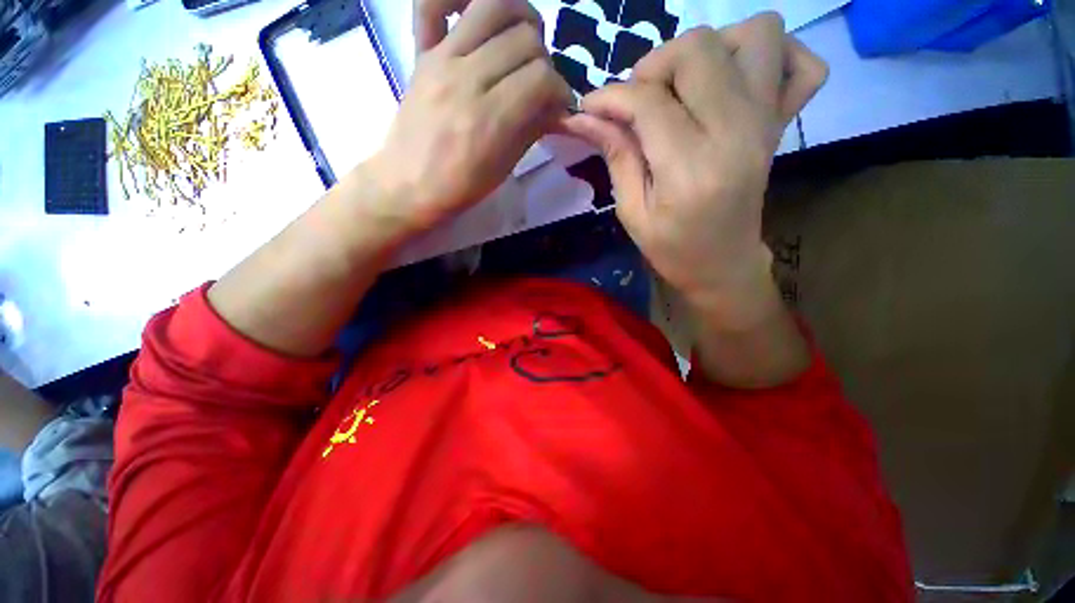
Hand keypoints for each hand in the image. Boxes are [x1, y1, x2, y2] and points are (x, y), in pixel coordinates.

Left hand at [361, 0, 570, 235]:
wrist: (410, 185)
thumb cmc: (461, 186)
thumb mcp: (505, 167)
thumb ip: (533, 129)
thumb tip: (557, 106)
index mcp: (490, 118)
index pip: (542, 79)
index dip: (561, 91)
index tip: (560, 106)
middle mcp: (468, 78)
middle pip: (525, 39)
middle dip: (544, 61)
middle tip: (539, 84)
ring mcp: (442, 58)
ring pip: (493, 5)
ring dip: (520, 18)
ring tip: (522, 42)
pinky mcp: (423, 52)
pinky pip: (433, 2)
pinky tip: (475, 14)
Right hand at [562, 13, 826, 316]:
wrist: (724, 266)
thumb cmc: (672, 249)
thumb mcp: (632, 212)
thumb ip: (614, 156)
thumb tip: (583, 116)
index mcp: (690, 168)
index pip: (648, 101)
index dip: (610, 96)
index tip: (589, 107)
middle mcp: (736, 133)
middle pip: (699, 50)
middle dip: (655, 66)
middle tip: (638, 102)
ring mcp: (767, 122)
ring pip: (755, 34)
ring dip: (710, 50)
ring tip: (684, 87)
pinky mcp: (782, 123)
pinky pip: (804, 63)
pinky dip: (773, 55)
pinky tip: (738, 81)